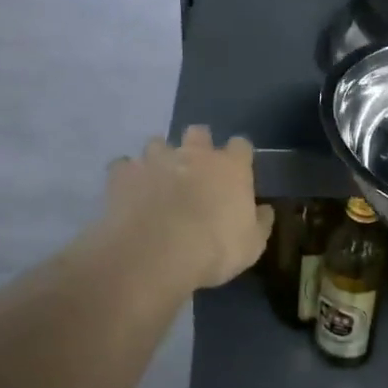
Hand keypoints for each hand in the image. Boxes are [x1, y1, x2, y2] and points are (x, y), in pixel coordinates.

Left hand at [105, 127, 272, 290]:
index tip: (236, 171)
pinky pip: (123, 166)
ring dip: (159, 157)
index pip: (241, 146)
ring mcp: (156, 160)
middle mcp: (194, 154)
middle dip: (197, 145)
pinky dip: (126, 175)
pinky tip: (128, 191)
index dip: (238, 156)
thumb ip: (260, 223)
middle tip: (195, 169)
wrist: (155, 254)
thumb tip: (264, 210)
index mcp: (231, 167)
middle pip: (198, 132)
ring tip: (158, 179)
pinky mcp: (123, 174)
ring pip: (157, 143)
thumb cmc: (214, 249)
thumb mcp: (252, 245)